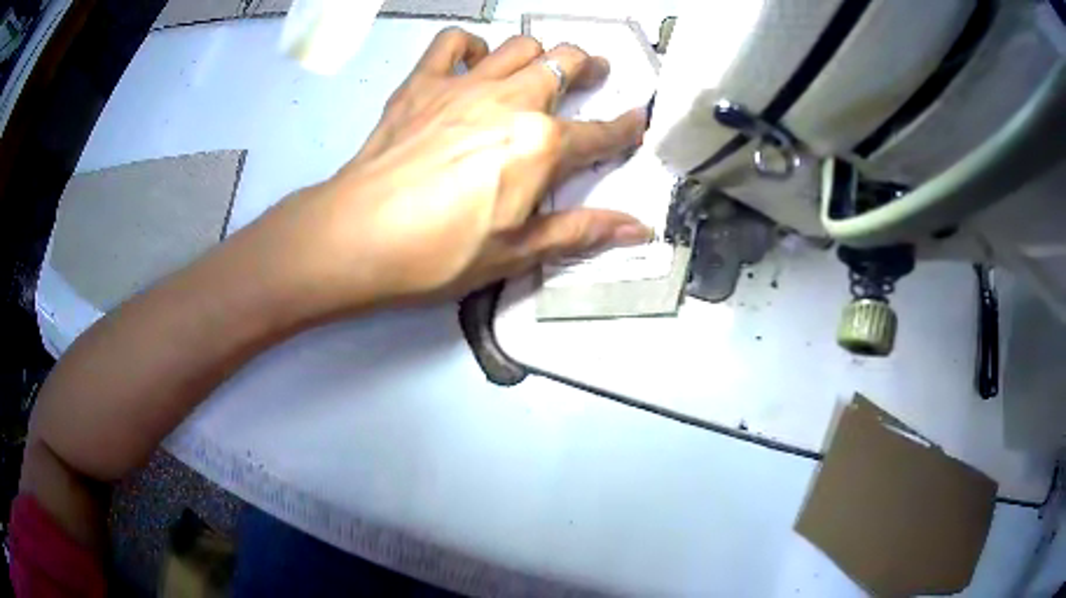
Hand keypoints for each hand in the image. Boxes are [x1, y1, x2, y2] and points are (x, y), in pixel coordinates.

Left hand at [249, 28, 650, 317]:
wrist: (358, 236)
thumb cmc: (438, 253)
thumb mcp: (517, 252)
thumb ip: (581, 231)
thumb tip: (639, 229)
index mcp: (541, 145)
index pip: (601, 134)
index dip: (626, 129)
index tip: (639, 121)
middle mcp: (511, 101)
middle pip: (565, 63)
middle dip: (589, 67)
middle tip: (594, 74)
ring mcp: (464, 85)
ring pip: (519, 45)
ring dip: (538, 54)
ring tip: (538, 69)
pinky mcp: (422, 83)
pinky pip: (452, 43)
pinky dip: (470, 47)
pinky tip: (473, 65)